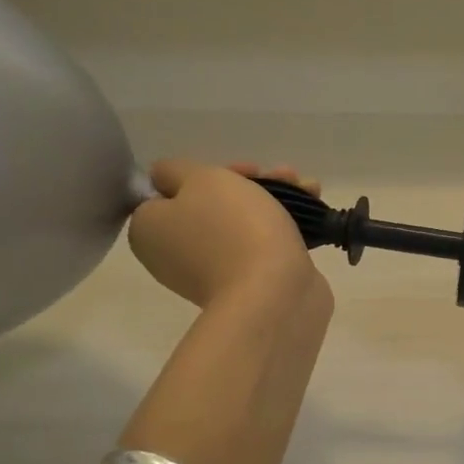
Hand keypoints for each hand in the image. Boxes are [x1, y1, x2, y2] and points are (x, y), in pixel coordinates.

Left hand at [128, 161, 325, 307]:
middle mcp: (174, 253)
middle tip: (283, 175)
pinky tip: (313, 208)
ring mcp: (212, 272)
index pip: (170, 192)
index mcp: (150, 230)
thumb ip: (176, 170)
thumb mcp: (200, 179)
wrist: (274, 294)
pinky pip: (261, 244)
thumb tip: (166, 180)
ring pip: (241, 221)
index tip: (243, 170)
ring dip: (275, 198)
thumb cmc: (233, 229)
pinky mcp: (248, 284)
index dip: (208, 174)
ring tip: (309, 187)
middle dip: (252, 184)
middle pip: (211, 204)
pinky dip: (284, 224)